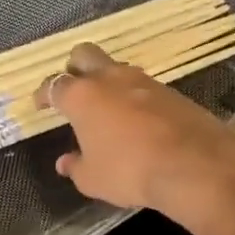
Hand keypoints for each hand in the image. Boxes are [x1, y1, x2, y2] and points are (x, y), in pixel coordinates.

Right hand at [40, 42, 234, 218]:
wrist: (194, 164)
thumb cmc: (130, 171)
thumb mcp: (93, 179)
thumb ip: (76, 167)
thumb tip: (65, 162)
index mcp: (82, 96)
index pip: (53, 85)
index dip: (43, 94)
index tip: (40, 104)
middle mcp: (110, 79)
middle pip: (84, 55)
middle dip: (74, 68)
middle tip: (72, 88)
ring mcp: (144, 81)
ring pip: (116, 68)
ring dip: (107, 82)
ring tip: (106, 107)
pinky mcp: (171, 91)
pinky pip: (143, 87)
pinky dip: (134, 97)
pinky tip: (137, 119)